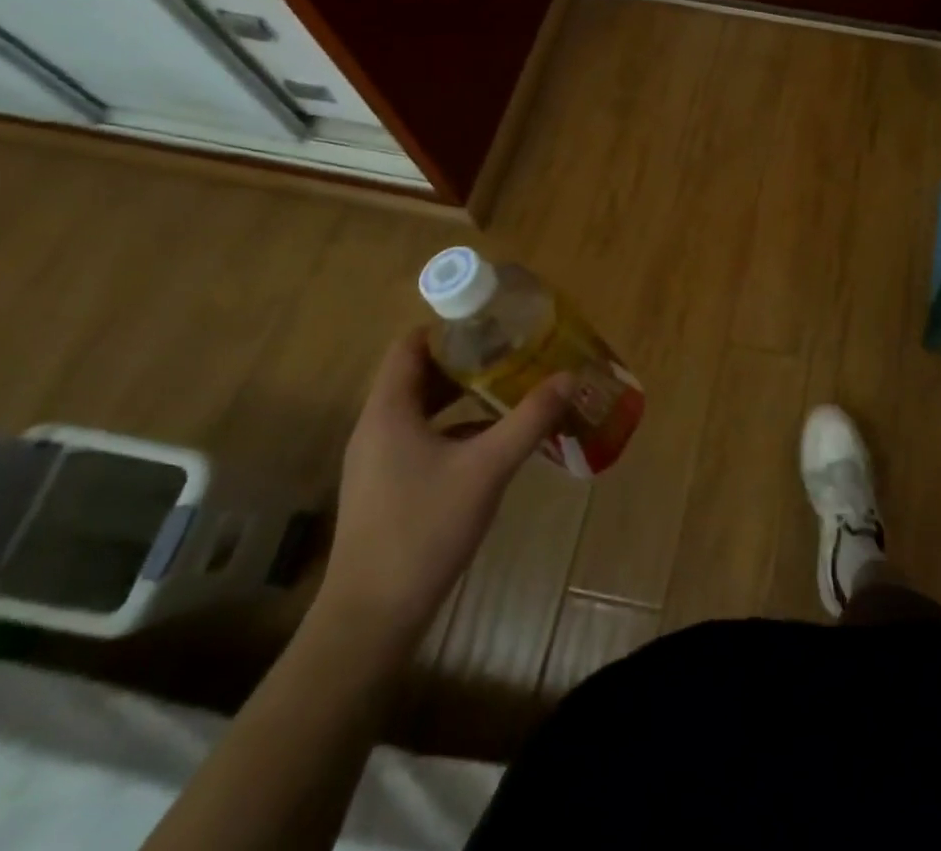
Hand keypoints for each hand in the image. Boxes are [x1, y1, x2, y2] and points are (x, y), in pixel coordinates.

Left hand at [316, 329, 572, 652]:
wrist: (371, 618)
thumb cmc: (424, 530)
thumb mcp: (486, 468)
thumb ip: (529, 420)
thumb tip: (569, 377)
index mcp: (388, 411)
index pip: (410, 345)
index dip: (449, 328)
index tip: (494, 322)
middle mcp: (377, 427)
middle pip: (419, 374)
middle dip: (467, 359)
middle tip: (515, 351)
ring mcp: (380, 460)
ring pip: (424, 408)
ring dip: (464, 394)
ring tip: (512, 386)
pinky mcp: (388, 486)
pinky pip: (424, 436)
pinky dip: (457, 426)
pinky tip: (495, 438)